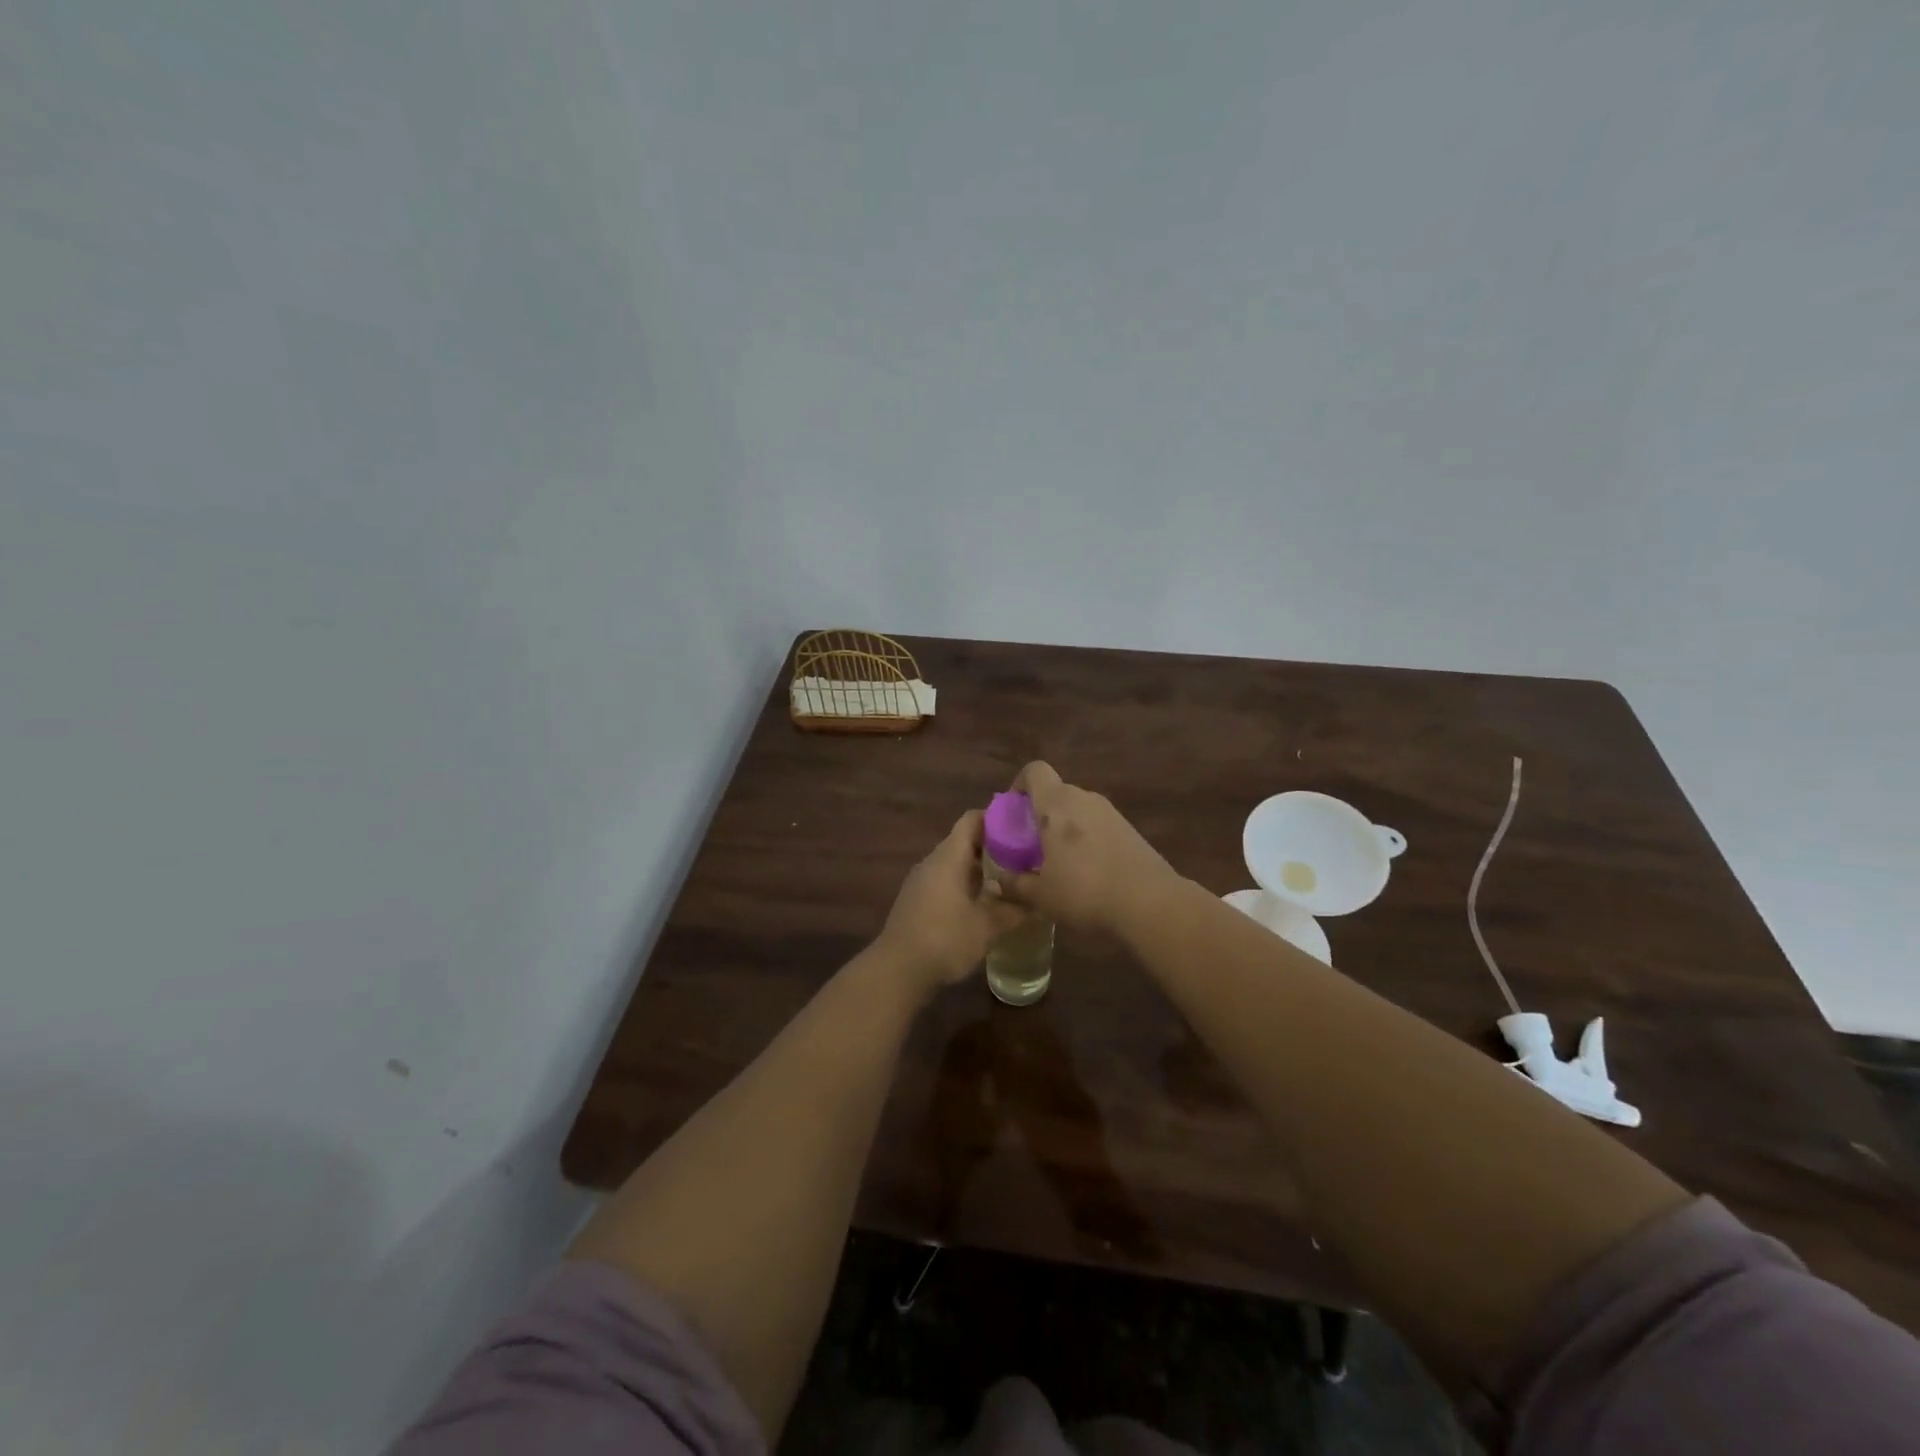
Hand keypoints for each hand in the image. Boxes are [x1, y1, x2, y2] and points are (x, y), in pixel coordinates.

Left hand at [875, 811, 1024, 989]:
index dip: (996, 817)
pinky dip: (965, 885)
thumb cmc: (945, 939)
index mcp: (949, 857)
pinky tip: (982, 904)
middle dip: (993, 846)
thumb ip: (1013, 910)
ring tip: (1008, 881)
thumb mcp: (987, 926)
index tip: (1021, 826)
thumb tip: (1037, 902)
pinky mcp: (916, 900)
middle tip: (1023, 857)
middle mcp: (933, 861)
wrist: (898, 970)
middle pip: (964, 841)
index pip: (972, 819)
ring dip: (979, 869)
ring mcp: (921, 881)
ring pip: (954, 863)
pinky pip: (945, 881)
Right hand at [992, 762, 1179, 934]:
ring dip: (1066, 829)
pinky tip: (1089, 874)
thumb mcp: (1040, 895)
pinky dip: (1088, 841)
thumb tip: (998, 881)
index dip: (1020, 784)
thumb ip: (1015, 884)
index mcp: (1055, 804)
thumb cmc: (1084, 891)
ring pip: (1079, 811)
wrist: (1150, 903)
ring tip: (1061, 864)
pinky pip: (1099, 826)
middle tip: (1032, 847)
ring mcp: (1112, 813)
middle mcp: (1084, 798)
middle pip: (1057, 792)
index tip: (1013, 811)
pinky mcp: (1131, 830)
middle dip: (1041, 815)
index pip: (1034, 771)